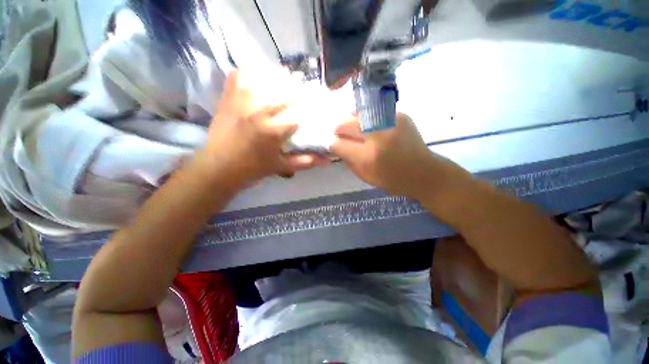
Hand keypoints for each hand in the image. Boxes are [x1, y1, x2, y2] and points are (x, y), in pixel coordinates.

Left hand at [199, 70, 327, 187]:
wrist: (218, 167)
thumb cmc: (253, 169)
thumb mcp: (282, 166)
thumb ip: (305, 161)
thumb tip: (327, 159)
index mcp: (273, 131)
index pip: (299, 114)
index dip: (309, 112)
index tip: (313, 113)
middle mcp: (259, 111)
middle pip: (287, 93)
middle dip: (299, 95)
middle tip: (303, 99)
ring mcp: (242, 100)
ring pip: (266, 78)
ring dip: (280, 80)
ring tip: (286, 86)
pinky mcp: (229, 96)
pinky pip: (242, 75)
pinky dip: (253, 73)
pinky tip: (261, 81)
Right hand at [331, 113, 468, 198]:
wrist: (423, 172)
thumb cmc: (391, 179)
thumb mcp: (364, 175)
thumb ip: (347, 159)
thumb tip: (334, 144)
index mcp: (368, 156)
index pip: (337, 143)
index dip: (331, 143)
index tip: (331, 144)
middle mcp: (377, 135)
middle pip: (344, 123)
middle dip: (338, 130)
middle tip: (340, 136)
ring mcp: (389, 121)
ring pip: (356, 113)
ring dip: (350, 122)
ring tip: (354, 130)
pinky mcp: (398, 114)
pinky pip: (372, 111)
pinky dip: (365, 118)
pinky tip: (369, 127)